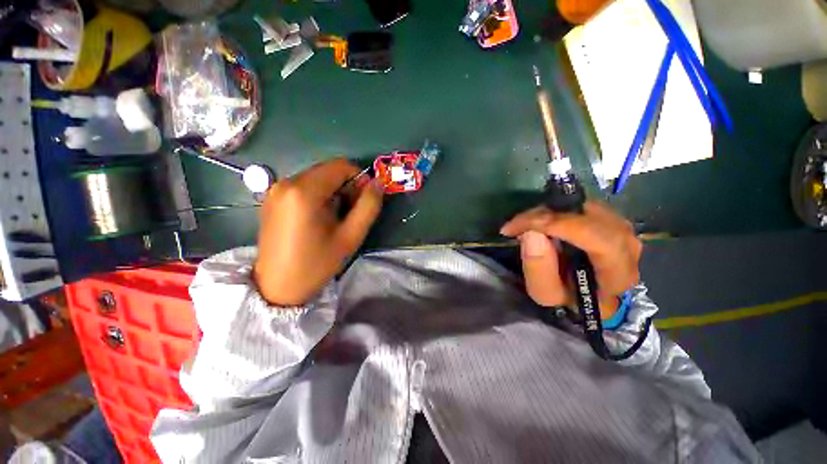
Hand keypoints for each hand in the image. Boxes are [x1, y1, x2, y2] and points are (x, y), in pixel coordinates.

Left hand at [253, 159, 382, 305]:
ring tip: (336, 217)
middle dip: (347, 186)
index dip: (359, 178)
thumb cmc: (316, 264)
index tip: (364, 199)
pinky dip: (319, 195)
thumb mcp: (350, 237)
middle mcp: (286, 183)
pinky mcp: (273, 198)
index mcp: (304, 191)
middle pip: (328, 170)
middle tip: (352, 211)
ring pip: (317, 177)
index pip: (341, 165)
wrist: (277, 287)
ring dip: (334, 192)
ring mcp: (276, 190)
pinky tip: (320, 217)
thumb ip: (368, 207)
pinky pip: (304, 186)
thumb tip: (379, 183)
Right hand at [500, 202, 641, 318]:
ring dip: (547, 211)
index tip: (517, 228)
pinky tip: (539, 221)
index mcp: (619, 274)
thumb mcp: (546, 293)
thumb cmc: (566, 296)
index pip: (597, 238)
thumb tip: (531, 233)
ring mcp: (621, 227)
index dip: (556, 226)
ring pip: (583, 206)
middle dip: (545, 216)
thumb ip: (539, 269)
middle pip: (589, 216)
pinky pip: (580, 204)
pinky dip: (554, 209)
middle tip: (516, 224)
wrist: (585, 290)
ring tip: (525, 224)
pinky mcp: (610, 216)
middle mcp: (629, 246)